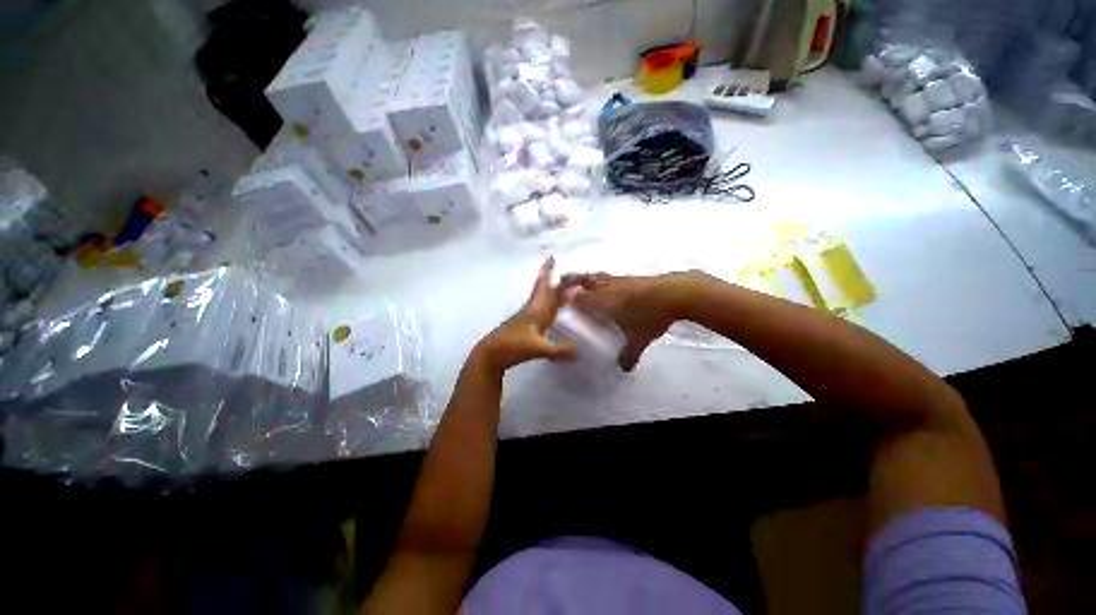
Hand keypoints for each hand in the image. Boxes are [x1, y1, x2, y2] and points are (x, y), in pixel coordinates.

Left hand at [475, 257, 575, 371]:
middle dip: (550, 276)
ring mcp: (527, 317)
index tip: (552, 256)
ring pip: (541, 298)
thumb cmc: (512, 346)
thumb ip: (558, 351)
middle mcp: (532, 309)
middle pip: (542, 289)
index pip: (546, 287)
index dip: (549, 272)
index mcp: (536, 310)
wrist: (490, 355)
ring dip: (549, 289)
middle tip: (555, 264)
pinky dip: (547, 304)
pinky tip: (551, 311)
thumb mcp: (537, 349)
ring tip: (558, 283)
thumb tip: (579, 353)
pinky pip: (540, 309)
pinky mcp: (525, 326)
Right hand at [561, 271, 694, 370]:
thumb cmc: (652, 316)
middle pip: (582, 279)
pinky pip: (609, 275)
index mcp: (602, 302)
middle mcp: (607, 287)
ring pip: (596, 275)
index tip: (557, 300)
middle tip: (561, 283)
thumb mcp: (639, 339)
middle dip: (570, 280)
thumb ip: (629, 354)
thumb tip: (624, 369)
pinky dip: (602, 278)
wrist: (675, 293)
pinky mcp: (631, 276)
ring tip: (581, 281)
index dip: (565, 299)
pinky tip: (608, 284)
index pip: (577, 298)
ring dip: (585, 277)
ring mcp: (619, 279)